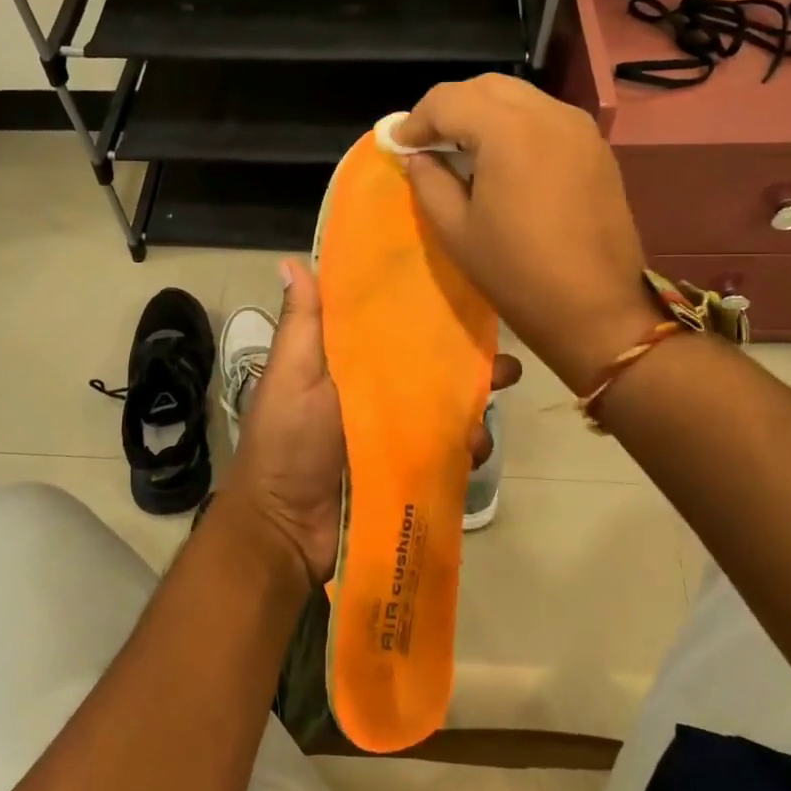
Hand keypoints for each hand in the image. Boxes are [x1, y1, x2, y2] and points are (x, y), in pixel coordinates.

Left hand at [221, 257, 521, 586]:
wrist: (287, 530)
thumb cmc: (287, 443)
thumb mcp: (291, 376)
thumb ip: (302, 324)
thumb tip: (291, 259)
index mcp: (350, 362)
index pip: (396, 325)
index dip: (430, 310)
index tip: (467, 291)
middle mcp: (379, 392)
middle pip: (434, 367)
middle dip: (472, 364)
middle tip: (503, 368)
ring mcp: (398, 432)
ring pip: (449, 409)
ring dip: (474, 411)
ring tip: (480, 424)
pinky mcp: (412, 468)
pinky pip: (449, 451)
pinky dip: (467, 449)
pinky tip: (473, 454)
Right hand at [399, 75, 655, 392]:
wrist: (596, 310)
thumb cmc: (516, 274)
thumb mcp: (456, 230)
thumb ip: (429, 181)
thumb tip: (417, 156)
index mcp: (510, 131)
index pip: (450, 99)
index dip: (417, 120)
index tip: (399, 145)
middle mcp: (549, 114)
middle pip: (487, 87)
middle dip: (450, 108)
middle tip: (427, 142)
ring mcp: (580, 128)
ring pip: (520, 97)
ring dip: (484, 113)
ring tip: (462, 149)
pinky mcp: (596, 148)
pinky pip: (546, 118)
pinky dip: (515, 126)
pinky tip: (502, 160)